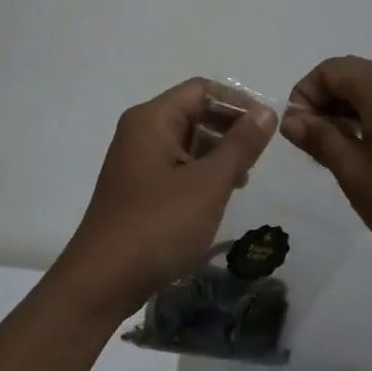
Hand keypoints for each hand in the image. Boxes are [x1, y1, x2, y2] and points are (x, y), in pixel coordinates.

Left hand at [57, 78, 277, 312]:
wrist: (103, 281)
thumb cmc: (158, 225)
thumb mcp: (208, 184)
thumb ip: (239, 145)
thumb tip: (265, 112)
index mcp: (152, 119)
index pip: (202, 89)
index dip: (238, 102)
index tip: (268, 127)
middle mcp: (141, 132)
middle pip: (194, 112)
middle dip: (230, 129)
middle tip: (260, 156)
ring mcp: (137, 162)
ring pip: (187, 142)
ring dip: (218, 154)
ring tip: (244, 178)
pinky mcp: (139, 189)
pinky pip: (176, 167)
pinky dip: (201, 174)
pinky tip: (219, 196)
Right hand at [282, 56, 371, 265]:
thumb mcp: (355, 173)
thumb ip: (320, 139)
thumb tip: (291, 118)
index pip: (329, 70)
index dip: (304, 95)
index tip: (299, 134)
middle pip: (352, 77)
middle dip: (324, 105)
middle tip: (315, 149)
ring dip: (348, 116)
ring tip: (341, 158)